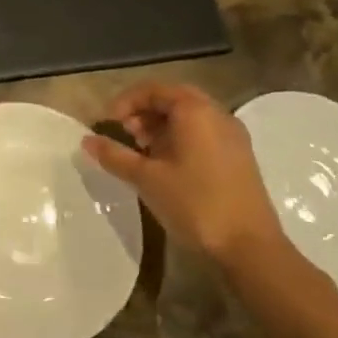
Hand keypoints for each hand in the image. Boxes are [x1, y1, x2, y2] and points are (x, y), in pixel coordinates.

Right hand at [82, 82, 288, 271]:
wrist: (250, 248)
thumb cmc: (194, 204)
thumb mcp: (146, 178)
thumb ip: (114, 155)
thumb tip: (86, 140)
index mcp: (195, 111)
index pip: (153, 90)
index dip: (125, 103)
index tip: (108, 125)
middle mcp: (217, 114)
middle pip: (172, 100)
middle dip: (143, 113)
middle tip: (124, 135)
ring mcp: (233, 136)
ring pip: (189, 118)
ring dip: (161, 127)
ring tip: (141, 153)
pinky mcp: (239, 157)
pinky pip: (203, 134)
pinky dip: (180, 139)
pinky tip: (166, 167)